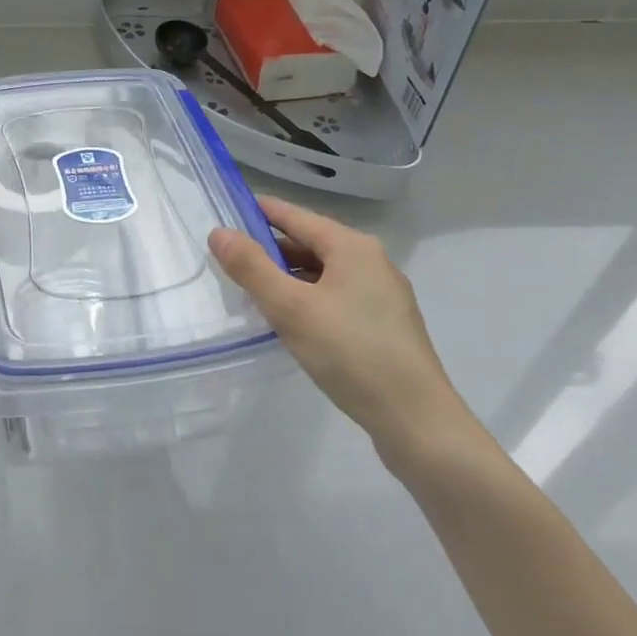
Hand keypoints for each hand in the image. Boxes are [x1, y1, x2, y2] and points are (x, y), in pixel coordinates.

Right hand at [209, 197, 476, 472]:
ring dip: (289, 277)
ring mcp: (383, 295)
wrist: (417, 422)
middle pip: (311, 243)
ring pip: (324, 273)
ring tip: (255, 292)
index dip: (259, 213)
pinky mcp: (386, 326)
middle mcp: (372, 262)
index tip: (226, 213)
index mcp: (352, 246)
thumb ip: (251, 267)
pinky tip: (292, 322)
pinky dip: (309, 299)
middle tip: (231, 260)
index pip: (295, 216)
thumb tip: (219, 232)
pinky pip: (337, 297)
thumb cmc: (351, 354)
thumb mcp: (290, 308)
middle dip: (271, 249)